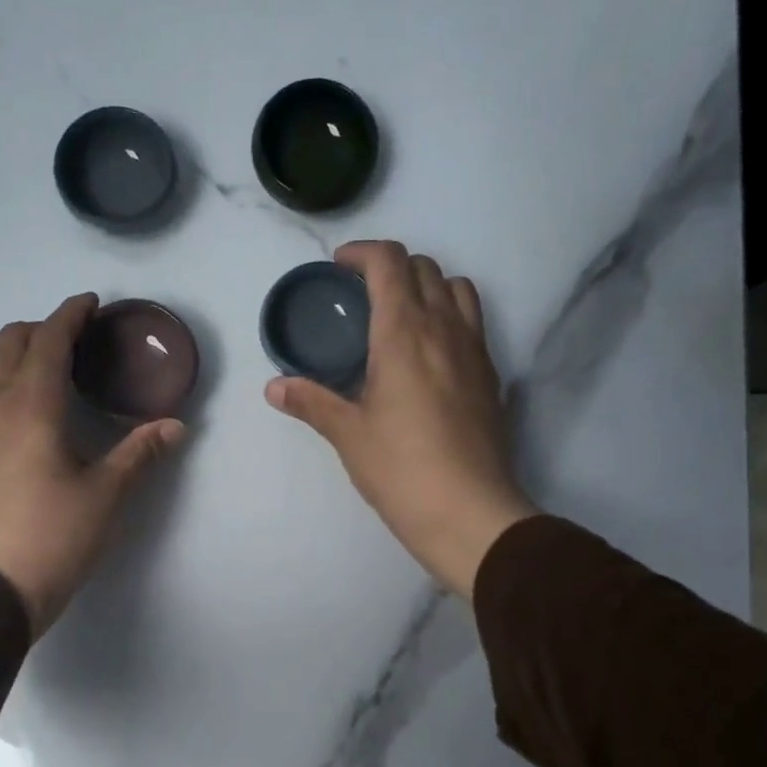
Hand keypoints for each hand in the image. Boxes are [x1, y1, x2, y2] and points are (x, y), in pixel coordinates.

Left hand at [0, 294, 187, 636]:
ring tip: (41, 369)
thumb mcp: (107, 494)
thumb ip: (140, 453)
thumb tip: (176, 426)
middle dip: (44, 329)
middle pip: (10, 340)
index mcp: (32, 405)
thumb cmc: (54, 536)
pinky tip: (20, 408)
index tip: (92, 304)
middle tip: (78, 343)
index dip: (71, 315)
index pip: (49, 340)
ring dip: (8, 350)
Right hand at [266, 240, 537, 598]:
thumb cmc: (402, 470)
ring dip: (428, 287)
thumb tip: (274, 388)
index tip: (339, 267)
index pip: (390, 262)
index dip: (362, 252)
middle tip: (362, 295)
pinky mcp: (492, 377)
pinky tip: (429, 357)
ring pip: (458, 289)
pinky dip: (450, 318)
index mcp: (404, 333)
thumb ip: (312, 402)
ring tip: (401, 317)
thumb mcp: (349, 435)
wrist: (470, 513)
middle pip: (425, 268)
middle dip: (392, 267)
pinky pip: (473, 325)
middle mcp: (445, 329)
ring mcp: (476, 351)